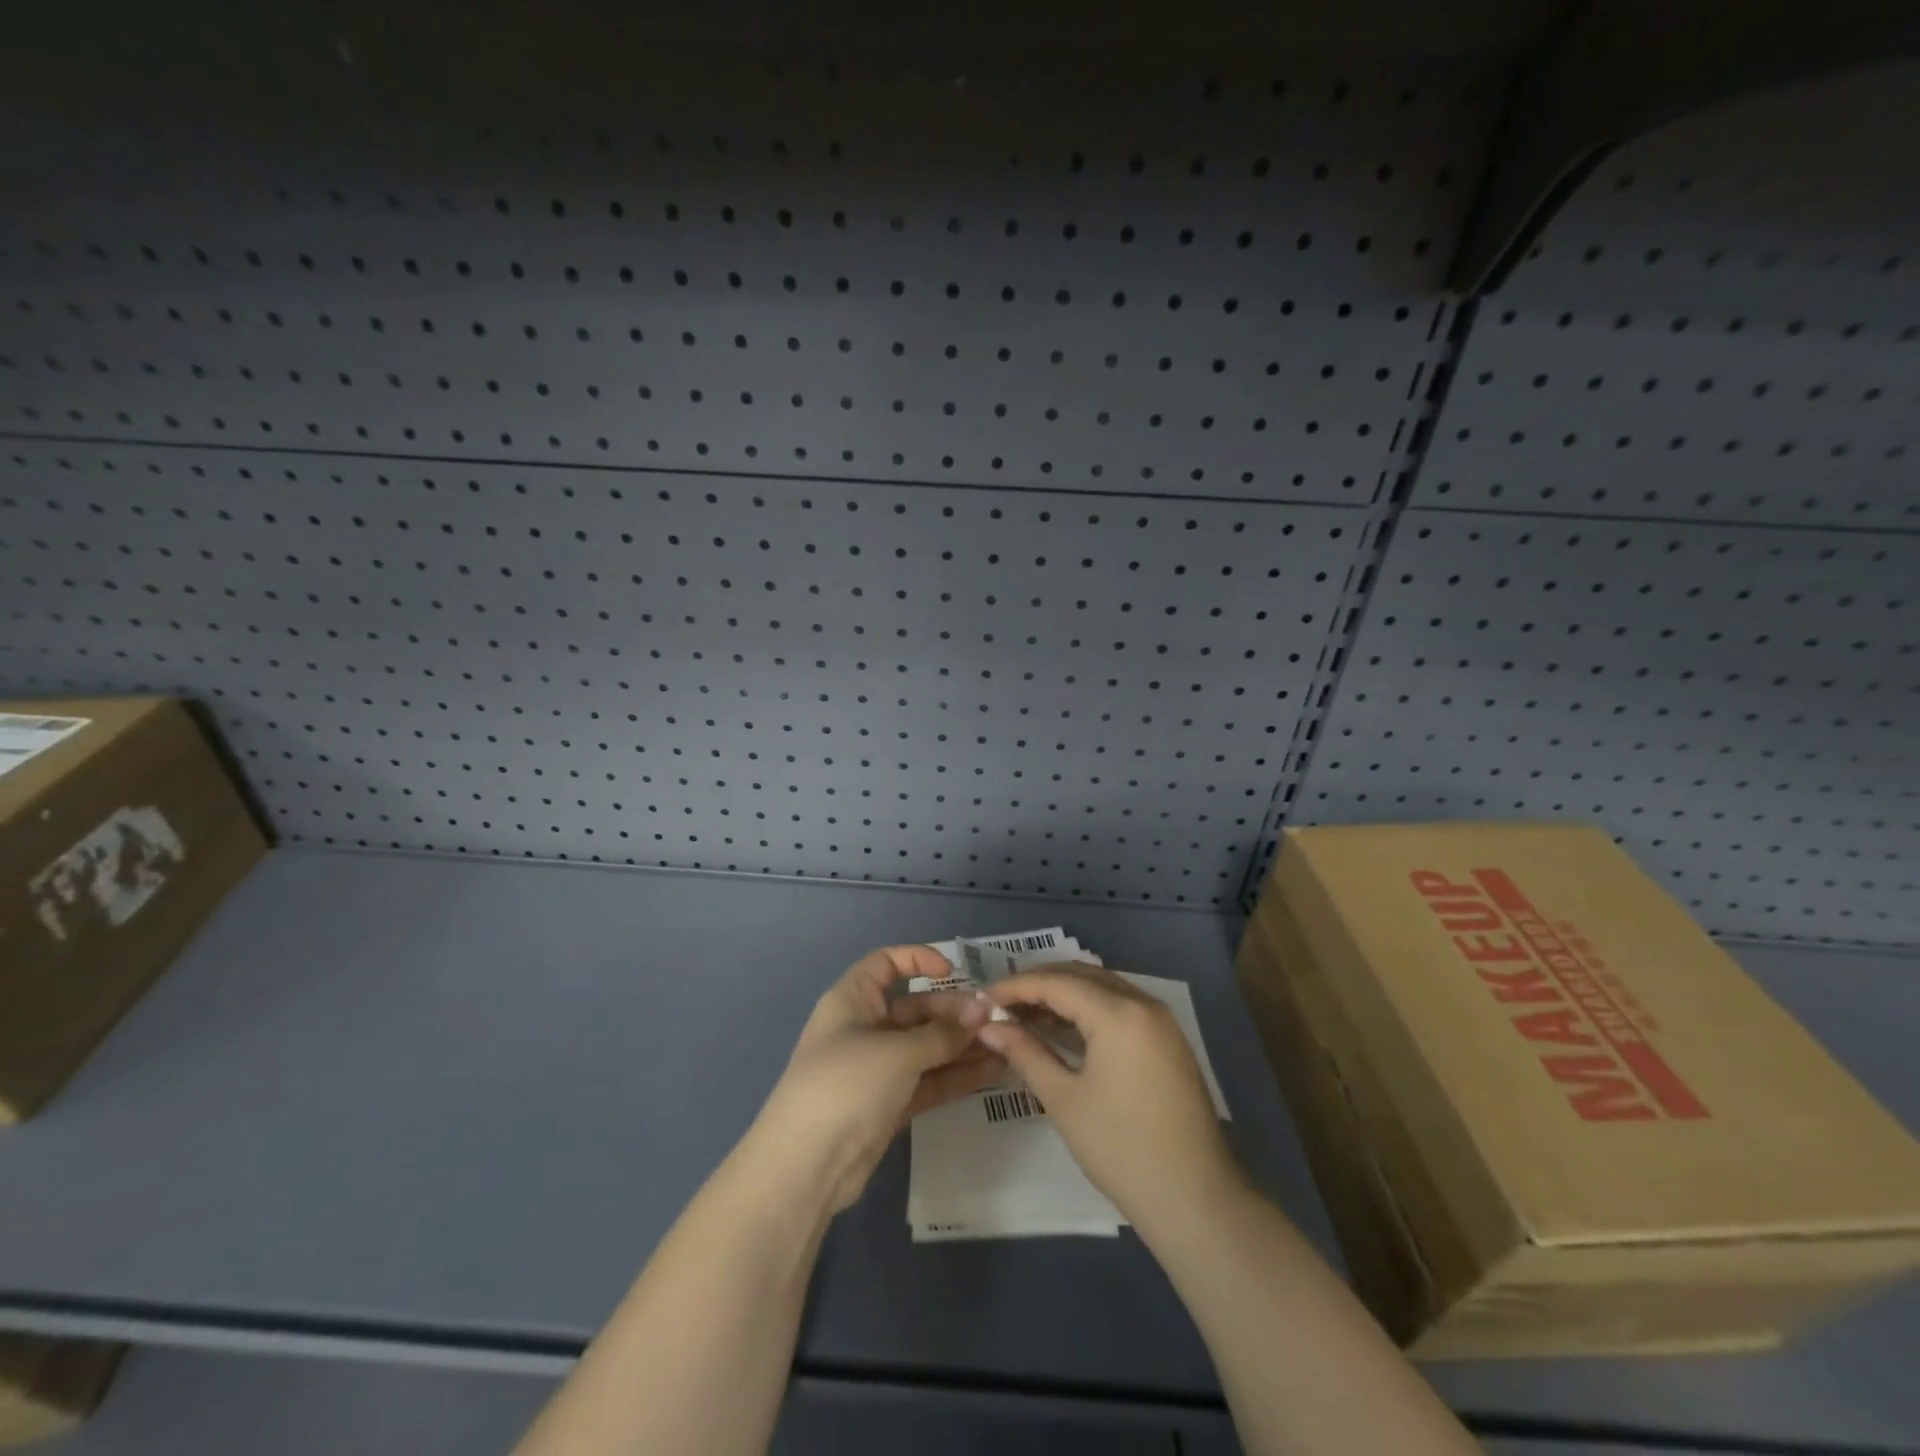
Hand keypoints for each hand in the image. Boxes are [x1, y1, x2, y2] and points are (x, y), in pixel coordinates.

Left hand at [752, 945, 1005, 1212]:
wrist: (807, 1165)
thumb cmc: (846, 1084)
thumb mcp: (897, 1052)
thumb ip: (942, 1034)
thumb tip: (982, 1010)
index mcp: (853, 1000)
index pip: (885, 964)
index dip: (917, 960)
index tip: (953, 971)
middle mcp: (865, 1028)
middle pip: (915, 1008)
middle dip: (954, 1012)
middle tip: (994, 1020)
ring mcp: (878, 1068)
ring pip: (927, 1047)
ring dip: (962, 1045)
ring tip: (1006, 1045)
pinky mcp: (890, 1103)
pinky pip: (928, 1079)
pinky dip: (956, 1075)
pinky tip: (992, 1072)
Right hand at [979, 965, 1237, 1228]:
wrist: (1194, 1199)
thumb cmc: (1120, 1149)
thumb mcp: (1063, 1099)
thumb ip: (1025, 1053)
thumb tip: (989, 1028)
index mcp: (1119, 1014)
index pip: (1057, 983)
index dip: (1016, 986)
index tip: (982, 997)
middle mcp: (1143, 1003)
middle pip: (1082, 976)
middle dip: (1039, 983)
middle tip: (1001, 1002)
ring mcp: (1161, 1019)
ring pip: (1103, 987)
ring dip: (1064, 993)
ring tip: (1025, 1012)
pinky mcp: (1168, 1038)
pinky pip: (1121, 1005)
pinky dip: (1089, 1008)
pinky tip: (1063, 1026)